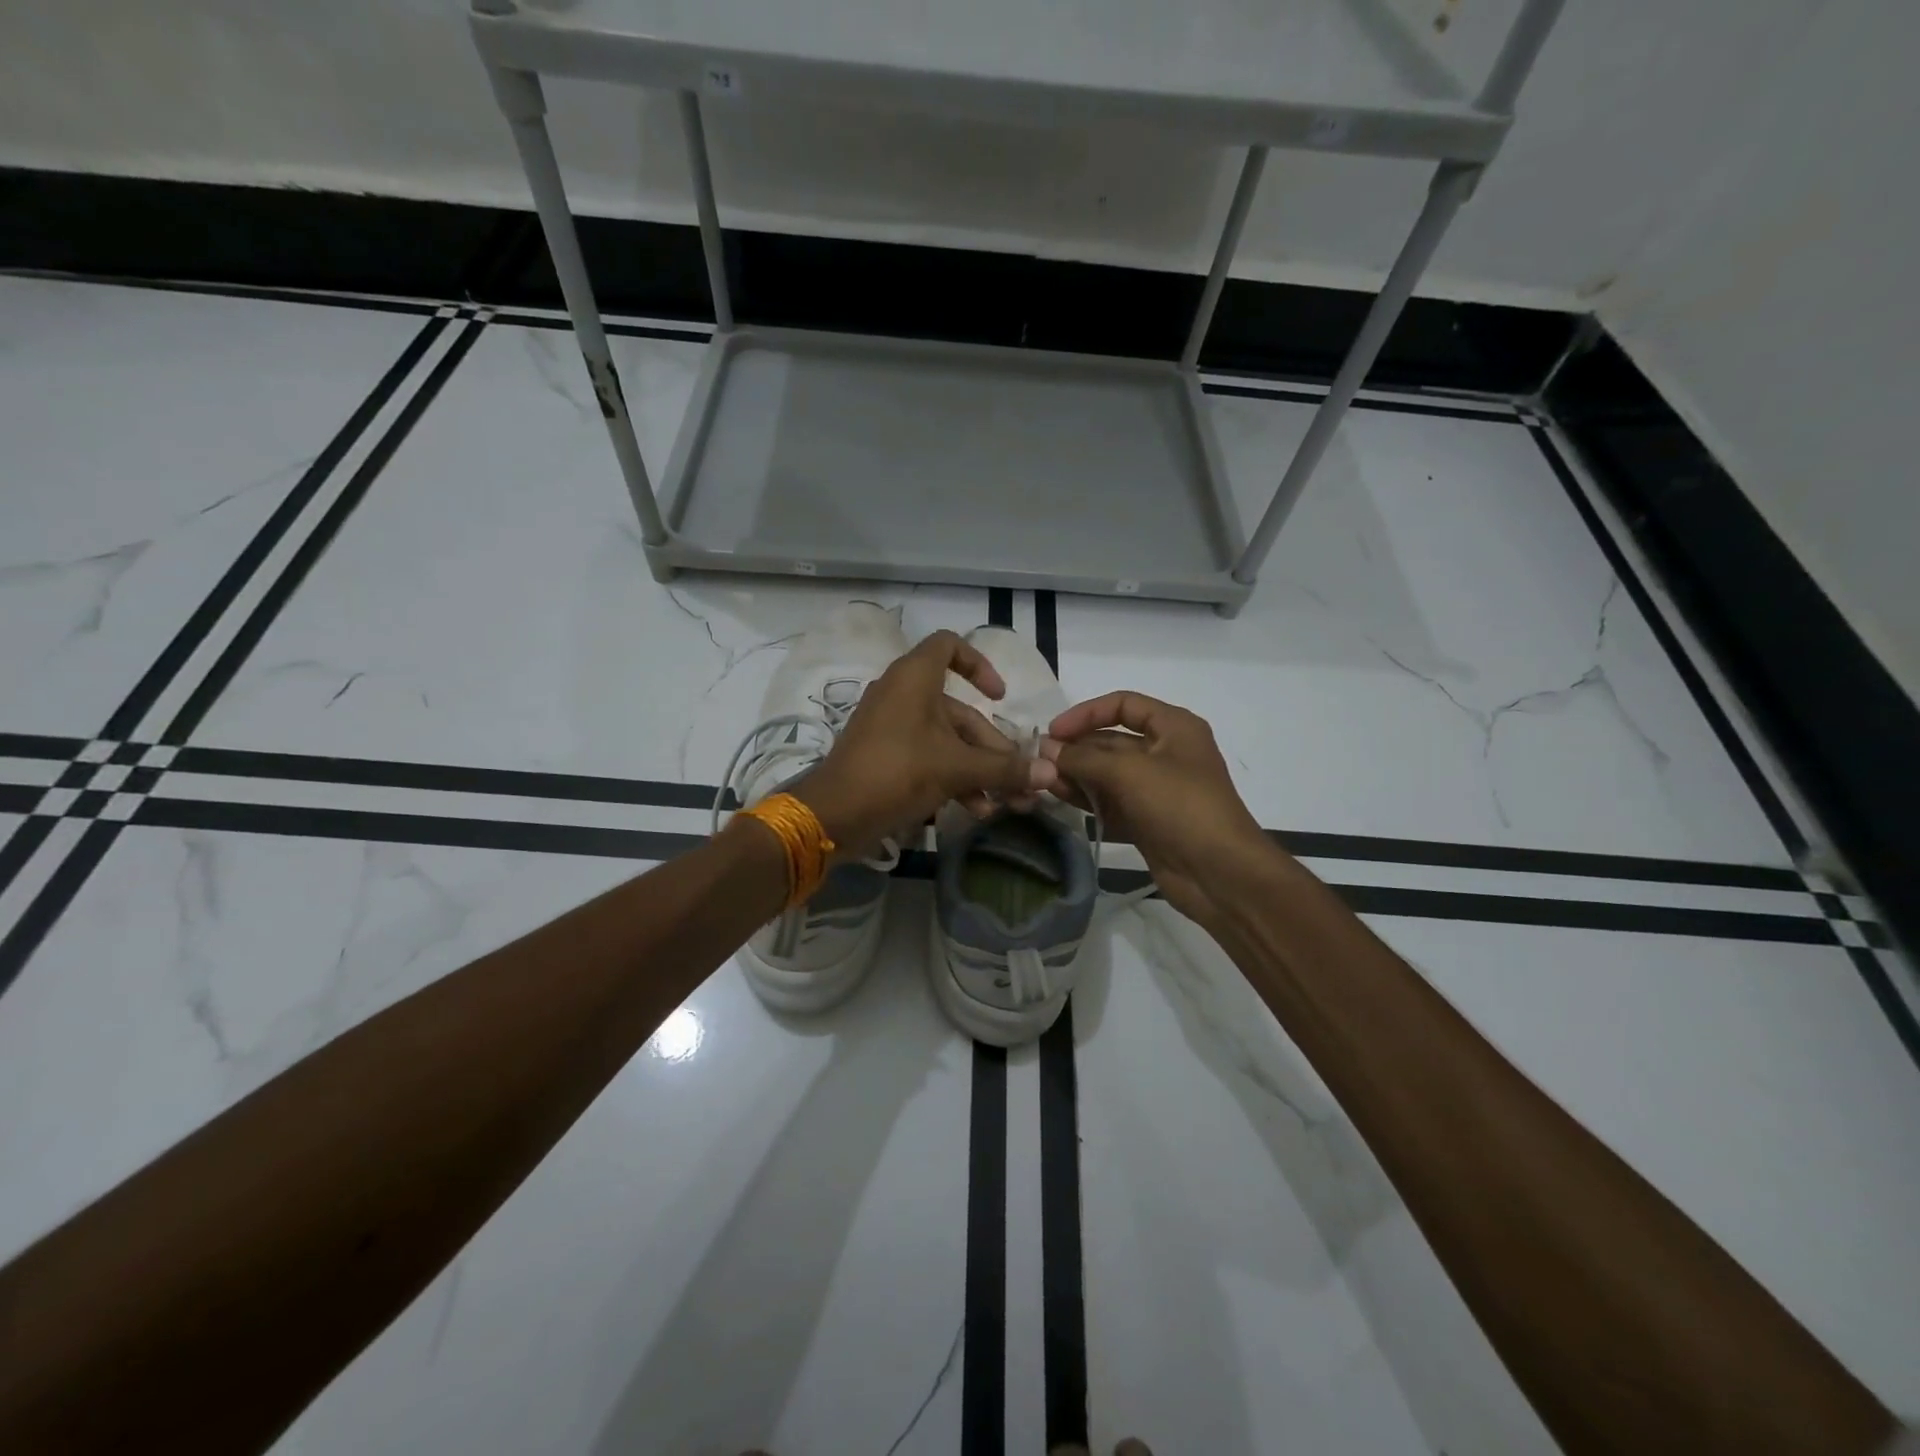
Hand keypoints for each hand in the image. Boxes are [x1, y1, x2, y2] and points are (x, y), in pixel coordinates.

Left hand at [798, 630, 1058, 860]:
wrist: (834, 814)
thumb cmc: (897, 771)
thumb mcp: (956, 768)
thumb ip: (1004, 768)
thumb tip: (1050, 773)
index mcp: (914, 678)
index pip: (949, 645)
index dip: (978, 664)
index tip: (999, 696)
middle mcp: (903, 695)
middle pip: (959, 711)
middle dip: (993, 748)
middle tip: (1020, 780)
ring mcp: (892, 728)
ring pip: (947, 740)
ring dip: (978, 770)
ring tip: (1005, 803)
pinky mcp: (886, 757)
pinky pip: (929, 757)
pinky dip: (953, 778)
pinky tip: (976, 810)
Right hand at [1042, 691, 1267, 924]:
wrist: (1220, 874)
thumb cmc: (1180, 807)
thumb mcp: (1129, 772)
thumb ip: (1084, 758)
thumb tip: (1046, 748)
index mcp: (1174, 728)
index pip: (1123, 705)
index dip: (1086, 713)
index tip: (1054, 731)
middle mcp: (1166, 753)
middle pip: (1111, 740)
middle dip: (1076, 749)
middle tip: (1038, 761)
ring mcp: (1156, 789)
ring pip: (1107, 773)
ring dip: (1076, 775)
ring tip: (1043, 781)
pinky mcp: (1147, 820)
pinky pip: (1111, 802)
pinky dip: (1087, 800)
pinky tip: (1059, 799)